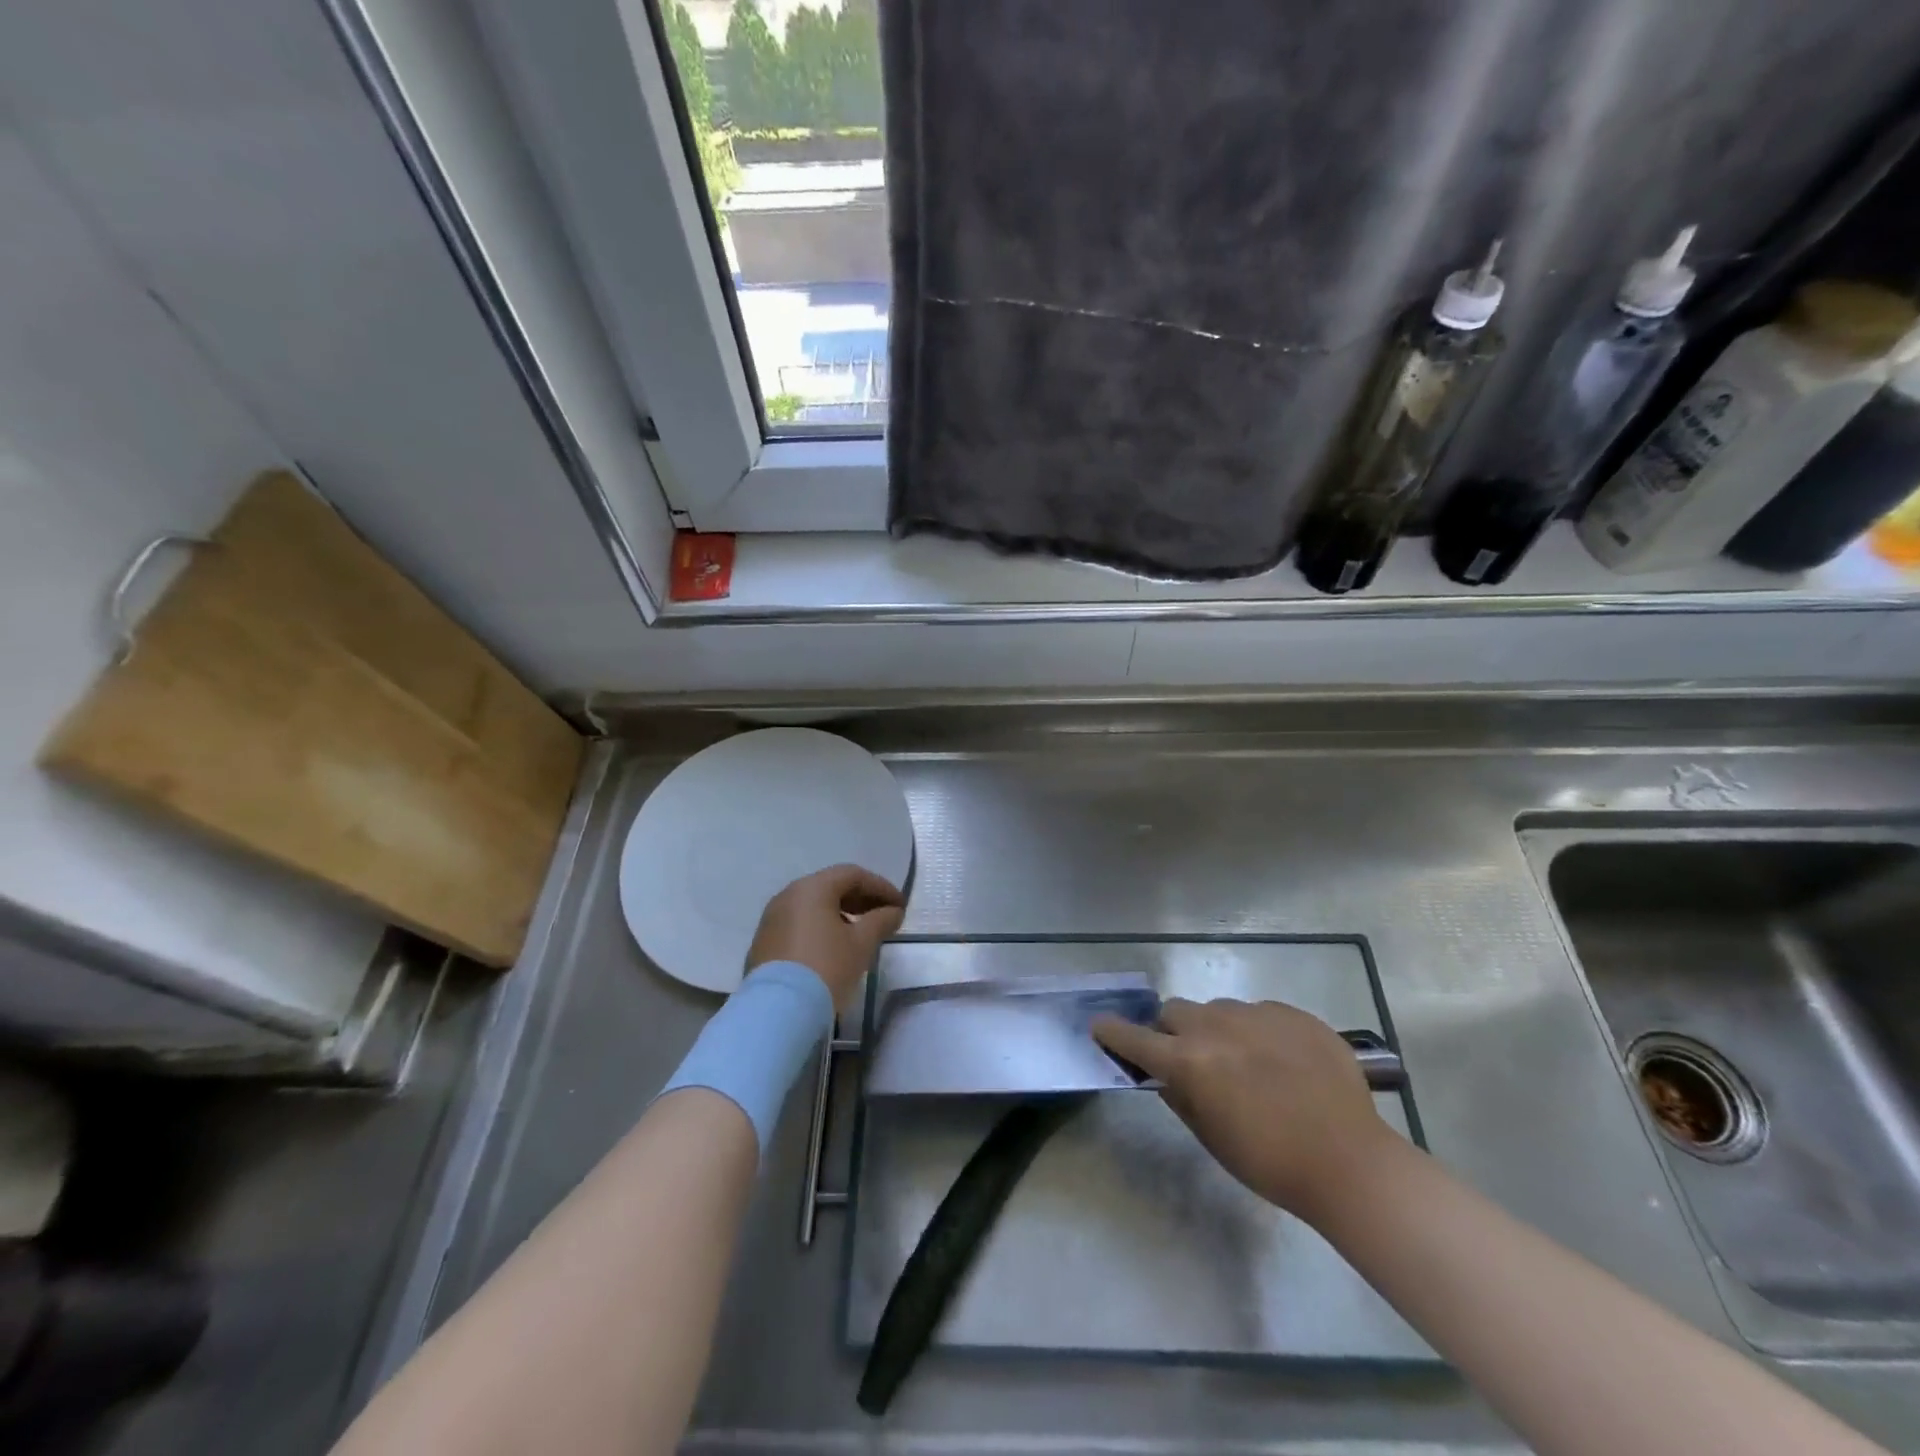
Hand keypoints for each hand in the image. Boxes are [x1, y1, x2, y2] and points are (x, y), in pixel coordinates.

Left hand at [745, 864, 904, 1008]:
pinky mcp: (764, 942)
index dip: (881, 887)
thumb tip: (893, 912)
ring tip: (862, 933)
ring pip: (813, 906)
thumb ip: (881, 921)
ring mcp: (772, 919)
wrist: (778, 1011)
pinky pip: (799, 924)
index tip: (900, 906)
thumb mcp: (861, 944)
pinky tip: (835, 947)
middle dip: (862, 899)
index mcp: (812, 888)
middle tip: (885, 917)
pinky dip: (821, 927)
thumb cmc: (826, 968)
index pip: (852, 875)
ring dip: (842, 913)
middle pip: (831, 887)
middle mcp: (788, 895)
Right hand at [1094, 998, 1392, 1222]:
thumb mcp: (1211, 1136)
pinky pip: (1259, 1012)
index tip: (1099, 1026)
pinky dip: (1256, 1031)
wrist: (1350, 1162)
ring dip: (1215, 1029)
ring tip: (1244, 1062)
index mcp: (1190, 1061)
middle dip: (1171, 1031)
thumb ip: (1179, 1096)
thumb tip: (1163, 1074)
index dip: (1113, 1033)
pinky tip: (1280, 1062)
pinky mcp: (1292, 1013)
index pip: (1136, 1039)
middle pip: (1175, 1011)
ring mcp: (1257, 1014)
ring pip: (1217, 1008)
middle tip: (1189, 1058)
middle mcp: (1216, 1026)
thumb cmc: (1271, 1162)